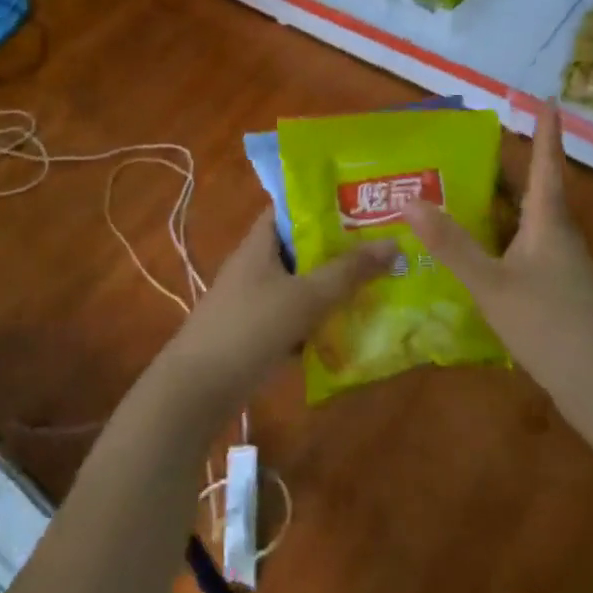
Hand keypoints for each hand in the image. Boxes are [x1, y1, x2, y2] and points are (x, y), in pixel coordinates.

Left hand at [155, 210, 397, 419]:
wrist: (198, 390)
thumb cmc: (250, 328)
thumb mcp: (305, 297)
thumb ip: (349, 271)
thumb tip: (394, 243)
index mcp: (260, 243)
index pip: (291, 208)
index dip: (324, 203)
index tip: (363, 204)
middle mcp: (256, 265)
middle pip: (302, 248)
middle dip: (339, 250)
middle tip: (383, 248)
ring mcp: (254, 300)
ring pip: (301, 285)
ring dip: (332, 288)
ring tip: (377, 286)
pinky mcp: (256, 332)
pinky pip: (295, 317)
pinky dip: (318, 321)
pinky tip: (350, 330)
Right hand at [403, 101, 592, 404]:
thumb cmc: (551, 325)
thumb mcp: (492, 284)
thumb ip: (451, 245)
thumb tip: (409, 201)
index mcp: (548, 222)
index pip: (547, 163)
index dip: (546, 131)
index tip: (547, 99)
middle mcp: (560, 236)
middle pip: (535, 190)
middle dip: (507, 168)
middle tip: (470, 150)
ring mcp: (565, 266)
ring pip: (531, 222)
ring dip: (503, 205)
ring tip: (465, 196)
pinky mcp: (562, 292)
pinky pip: (529, 249)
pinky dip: (504, 238)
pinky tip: (482, 254)